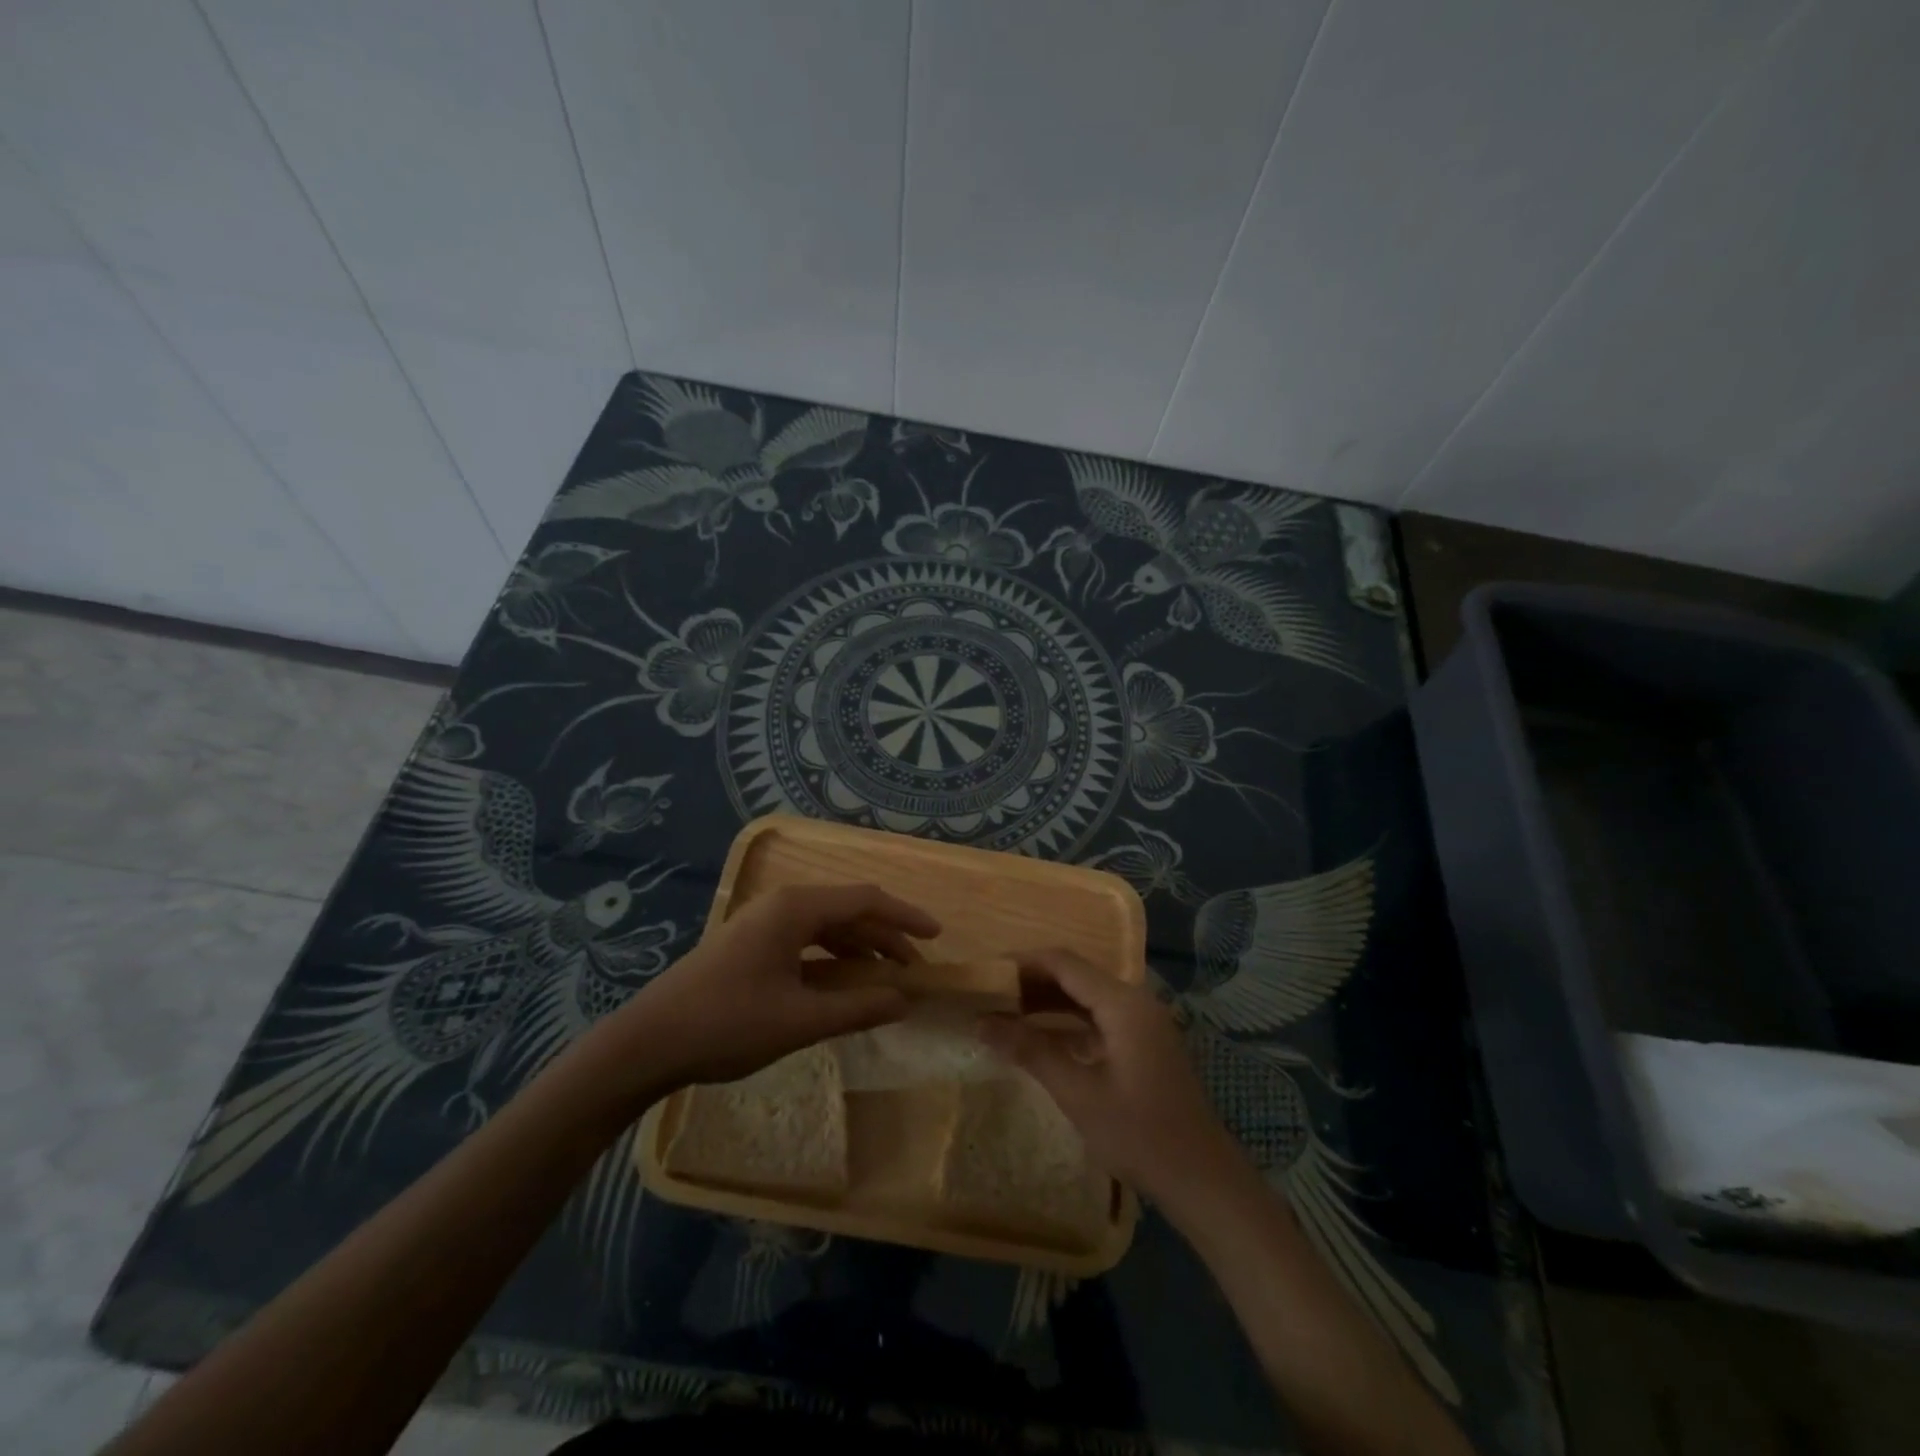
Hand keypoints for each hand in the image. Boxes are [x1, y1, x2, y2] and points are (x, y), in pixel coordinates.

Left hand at [615, 883, 939, 1089]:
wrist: (648, 1042)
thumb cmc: (727, 1024)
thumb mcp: (800, 1020)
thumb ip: (858, 1007)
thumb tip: (905, 1000)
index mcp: (795, 909)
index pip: (866, 900)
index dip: (905, 916)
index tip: (937, 937)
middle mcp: (781, 905)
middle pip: (848, 910)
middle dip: (886, 937)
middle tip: (915, 970)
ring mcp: (763, 923)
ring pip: (827, 926)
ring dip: (860, 948)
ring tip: (886, 979)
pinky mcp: (751, 944)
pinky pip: (806, 940)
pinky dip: (833, 958)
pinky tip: (843, 984)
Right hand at [978, 948, 1247, 1205]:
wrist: (1202, 1178)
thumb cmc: (1139, 1134)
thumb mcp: (1078, 1093)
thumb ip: (1030, 1050)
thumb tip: (981, 1022)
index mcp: (1123, 1003)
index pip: (1064, 963)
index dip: (1022, 963)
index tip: (986, 974)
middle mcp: (1135, 1000)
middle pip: (1075, 975)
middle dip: (1030, 982)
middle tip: (989, 996)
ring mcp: (1142, 1021)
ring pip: (1085, 996)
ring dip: (1047, 1002)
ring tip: (1005, 1014)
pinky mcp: (1143, 1042)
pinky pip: (1097, 1017)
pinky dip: (1066, 1021)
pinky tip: (1039, 1037)